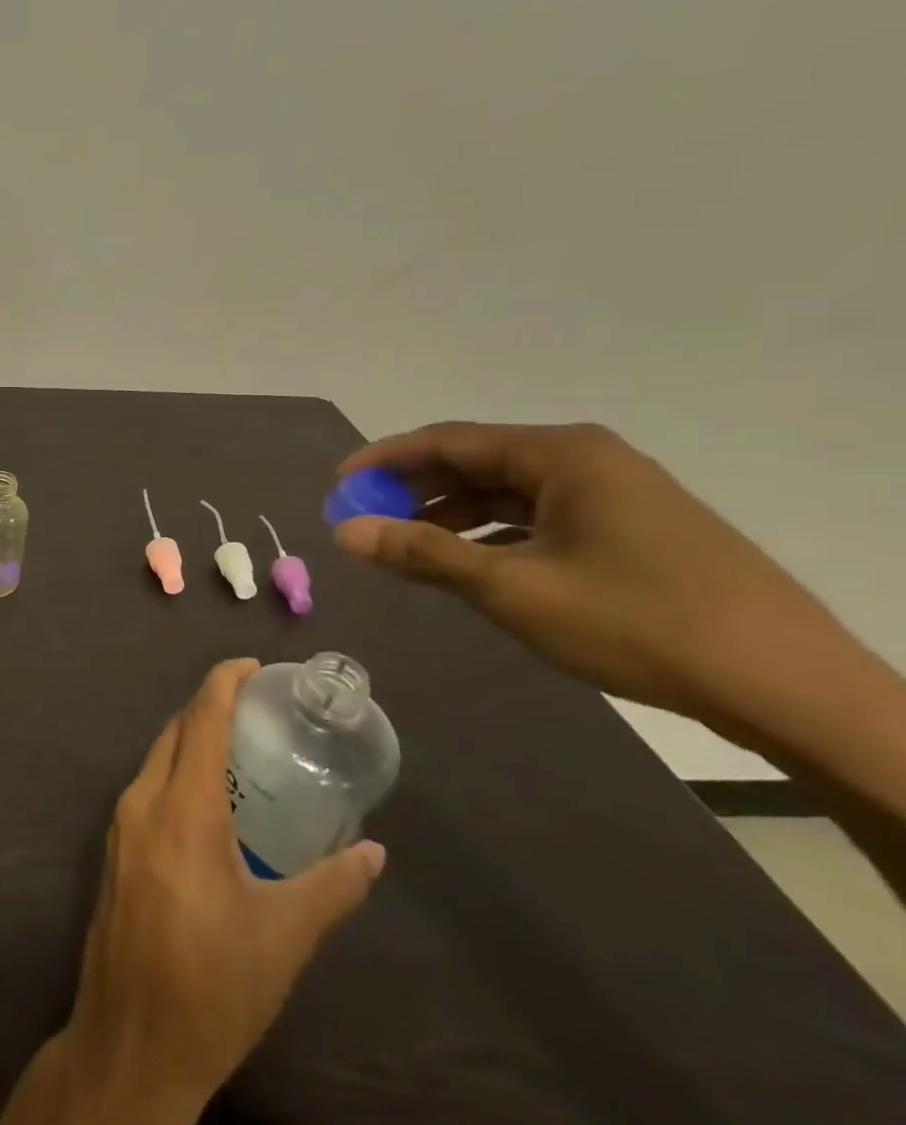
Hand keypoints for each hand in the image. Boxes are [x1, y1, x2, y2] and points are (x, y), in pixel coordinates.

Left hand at [66, 659, 383, 1113]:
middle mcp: (143, 802)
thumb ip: (332, 886)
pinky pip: (147, 785)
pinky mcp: (114, 847)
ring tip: (240, 743)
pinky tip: (209, 794)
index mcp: (184, 812)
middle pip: (175, 730)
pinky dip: (177, 769)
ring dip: (192, 737)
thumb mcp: (284, 937)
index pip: (200, 720)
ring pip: (156, 756)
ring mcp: (121, 824)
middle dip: (210, 705)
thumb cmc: (214, 988)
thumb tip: (374, 852)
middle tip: (258, 704)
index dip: (223, 683)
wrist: (132, 1041)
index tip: (253, 665)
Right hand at [331, 421, 858, 729]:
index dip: (384, 460)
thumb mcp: (512, 588)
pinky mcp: (630, 527)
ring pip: (505, 491)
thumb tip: (345, 533)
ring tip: (403, 546)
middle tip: (363, 520)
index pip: (448, 441)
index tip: (338, 485)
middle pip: (475, 462)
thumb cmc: (637, 622)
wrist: (787, 683)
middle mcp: (586, 459)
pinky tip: (467, 561)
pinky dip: (491, 532)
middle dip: (413, 489)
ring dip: (449, 513)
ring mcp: (613, 492)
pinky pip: (537, 515)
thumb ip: (423, 554)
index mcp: (560, 455)